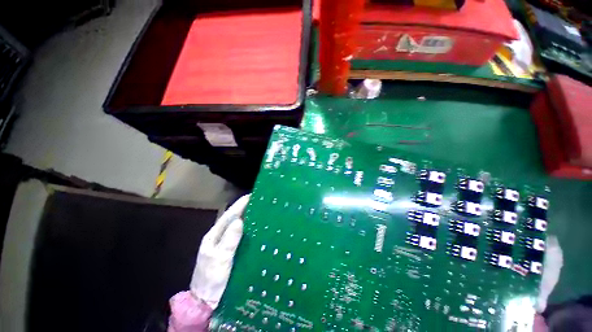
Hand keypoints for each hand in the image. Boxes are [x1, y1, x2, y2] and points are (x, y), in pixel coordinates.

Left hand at [189, 195, 249, 309]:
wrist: (206, 301)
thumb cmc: (212, 279)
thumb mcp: (220, 259)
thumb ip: (229, 240)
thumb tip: (239, 220)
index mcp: (214, 236)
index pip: (228, 216)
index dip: (239, 205)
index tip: (251, 196)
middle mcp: (219, 237)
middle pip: (233, 219)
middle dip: (244, 208)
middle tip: (258, 201)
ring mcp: (224, 244)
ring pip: (236, 226)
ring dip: (247, 217)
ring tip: (259, 209)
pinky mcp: (230, 251)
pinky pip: (240, 235)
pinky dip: (247, 229)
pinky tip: (255, 227)